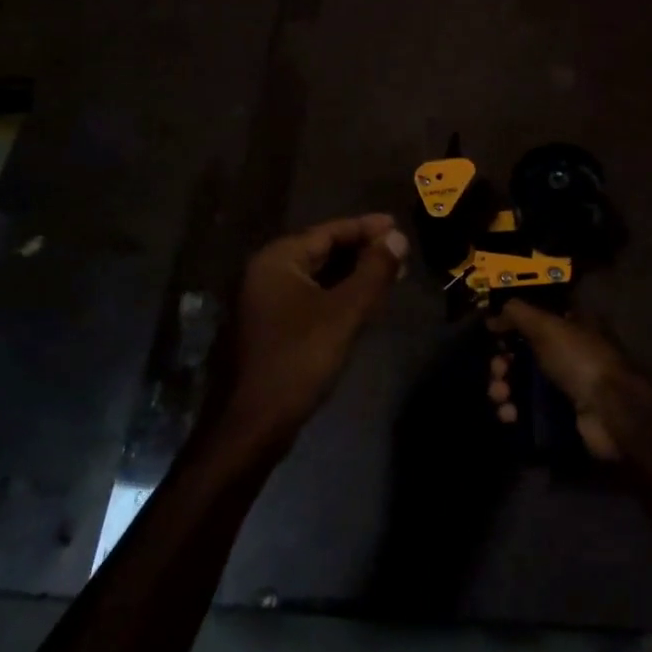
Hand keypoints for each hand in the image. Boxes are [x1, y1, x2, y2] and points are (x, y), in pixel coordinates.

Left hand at [212, 214, 407, 452]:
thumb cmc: (298, 360)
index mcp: (277, 260)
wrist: (251, 426)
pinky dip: (336, 295)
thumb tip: (397, 237)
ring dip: (351, 275)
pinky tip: (361, 303)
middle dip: (361, 252)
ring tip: (389, 275)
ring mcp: (263, 302)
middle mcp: (265, 273)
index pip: (328, 231)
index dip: (366, 228)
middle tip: (400, 253)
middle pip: (321, 251)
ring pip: (316, 277)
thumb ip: (373, 272)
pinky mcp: (268, 328)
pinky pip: (309, 298)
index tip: (398, 225)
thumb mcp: (344, 313)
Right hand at [486, 299, 629, 460]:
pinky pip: (529, 410)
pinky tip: (509, 415)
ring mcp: (566, 385)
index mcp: (572, 324)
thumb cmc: (580, 359)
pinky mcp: (561, 415)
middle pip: (524, 353)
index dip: (511, 326)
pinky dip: (514, 411)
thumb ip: (517, 314)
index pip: (535, 319)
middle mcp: (569, 352)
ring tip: (500, 397)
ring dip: (504, 389)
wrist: (611, 412)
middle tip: (497, 371)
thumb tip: (493, 317)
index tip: (493, 335)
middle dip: (503, 363)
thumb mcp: (547, 325)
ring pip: (522, 383)